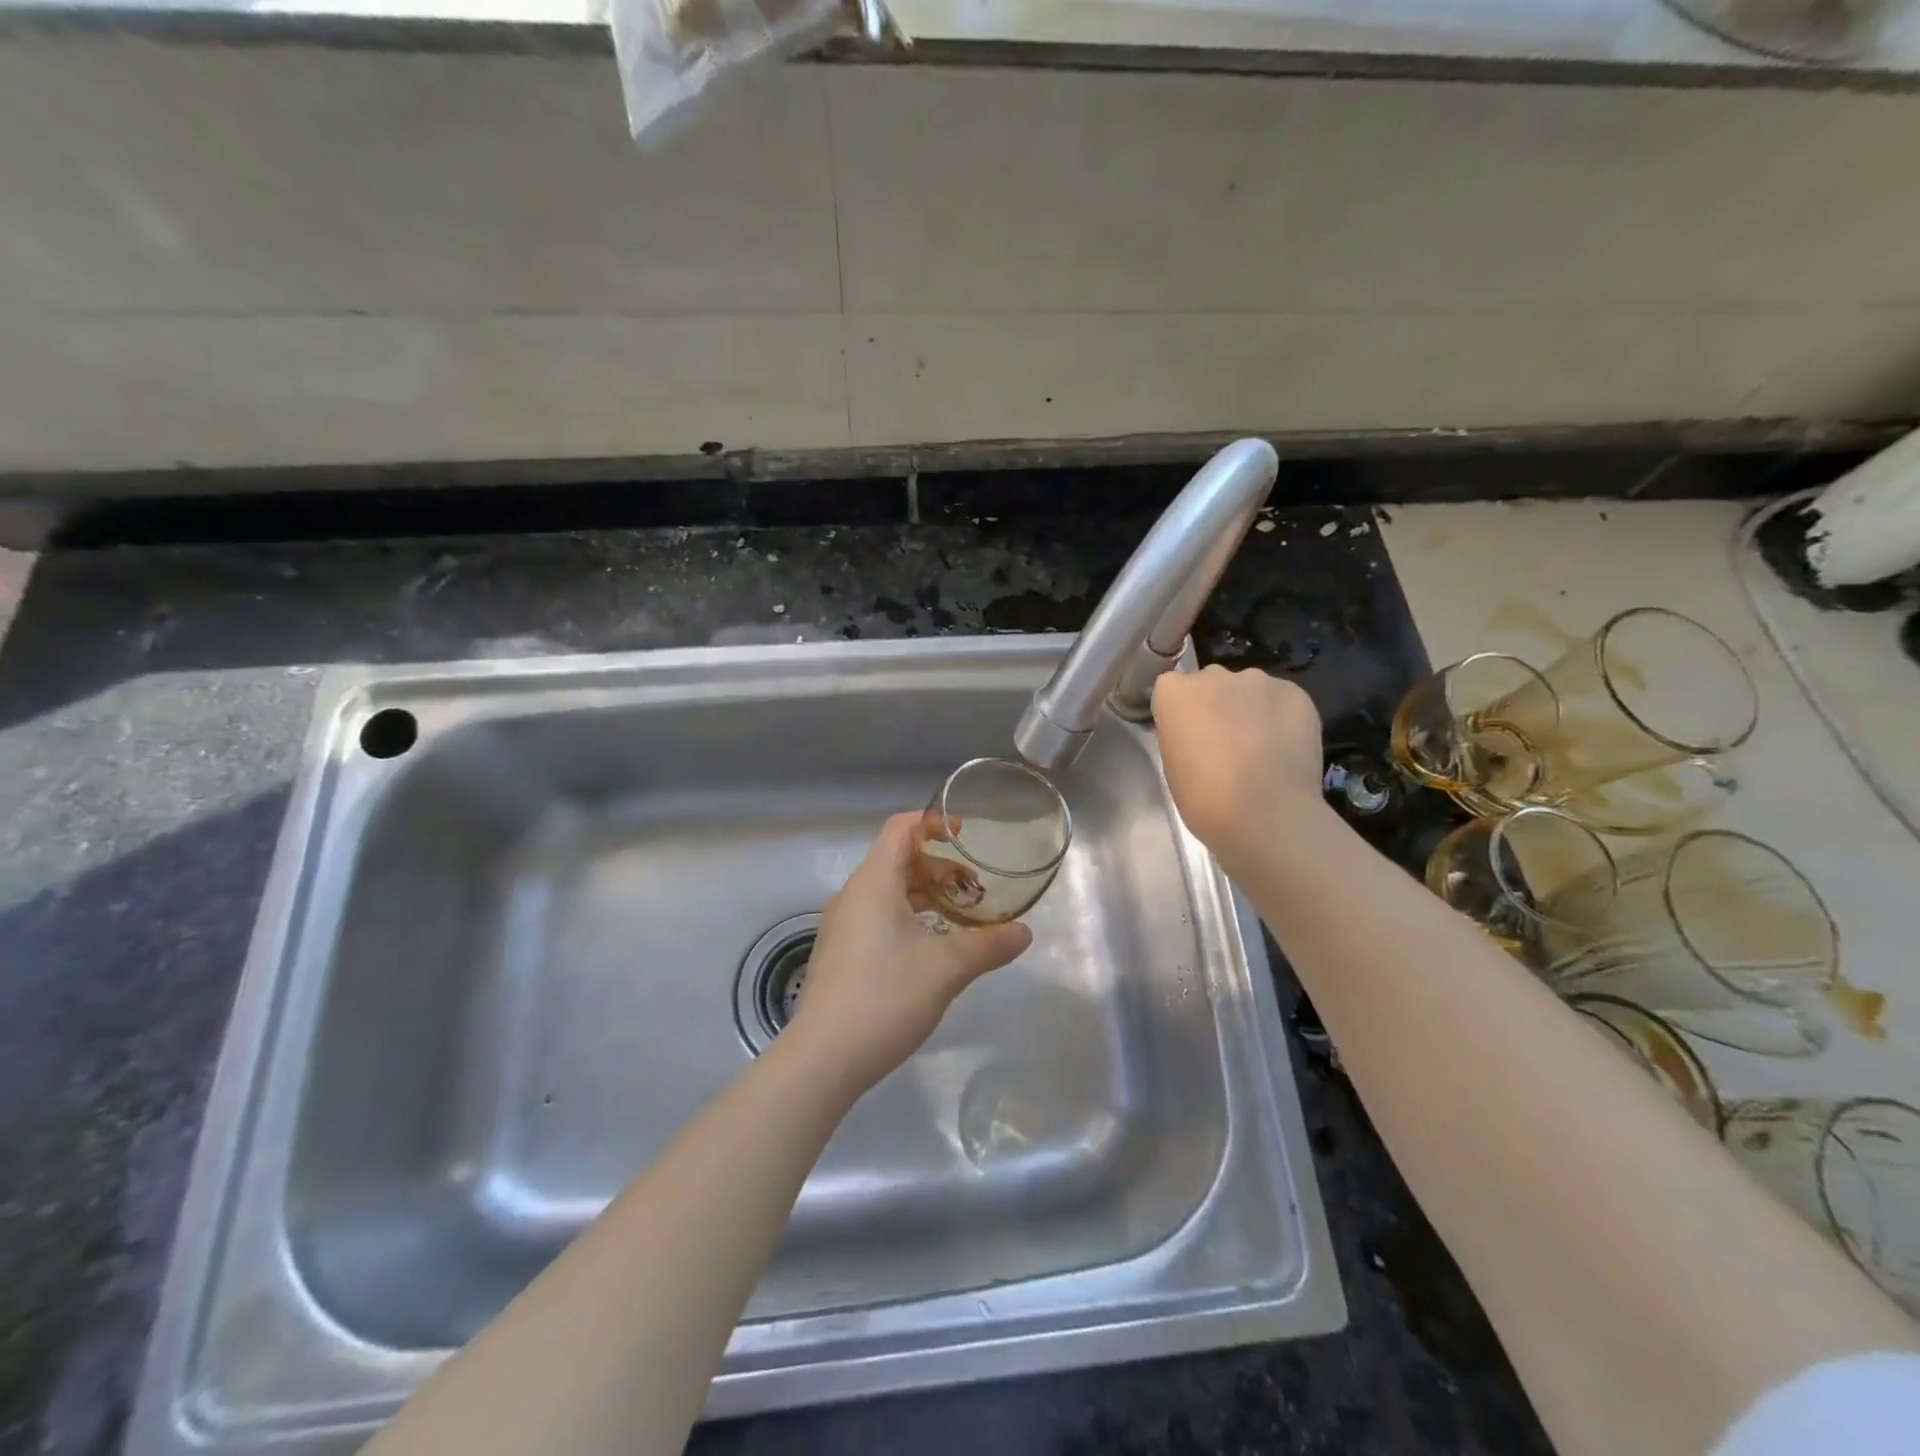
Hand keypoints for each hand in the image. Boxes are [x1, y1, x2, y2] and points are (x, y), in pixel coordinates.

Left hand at [784, 812, 1031, 1097]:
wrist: (823, 1058)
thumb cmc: (885, 997)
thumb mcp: (947, 968)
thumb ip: (988, 945)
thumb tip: (1024, 932)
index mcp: (873, 882)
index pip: (900, 828)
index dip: (933, 822)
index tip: (966, 833)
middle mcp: (853, 895)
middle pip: (897, 859)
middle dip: (938, 866)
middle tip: (975, 886)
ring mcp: (842, 925)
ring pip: (888, 891)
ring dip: (925, 894)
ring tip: (961, 916)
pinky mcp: (840, 953)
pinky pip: (877, 916)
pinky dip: (908, 916)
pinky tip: (932, 947)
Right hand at [1151, 666, 1323, 854]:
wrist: (1266, 814)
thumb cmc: (1204, 798)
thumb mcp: (1173, 765)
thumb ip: (1182, 734)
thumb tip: (1200, 732)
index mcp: (1174, 692)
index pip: (1171, 689)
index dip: (1181, 713)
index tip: (1187, 736)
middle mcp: (1213, 675)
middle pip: (1210, 684)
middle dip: (1214, 705)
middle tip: (1223, 741)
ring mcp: (1257, 680)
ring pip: (1248, 689)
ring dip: (1249, 708)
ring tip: (1260, 746)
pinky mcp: (1295, 692)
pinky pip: (1280, 699)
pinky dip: (1280, 716)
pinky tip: (1284, 746)